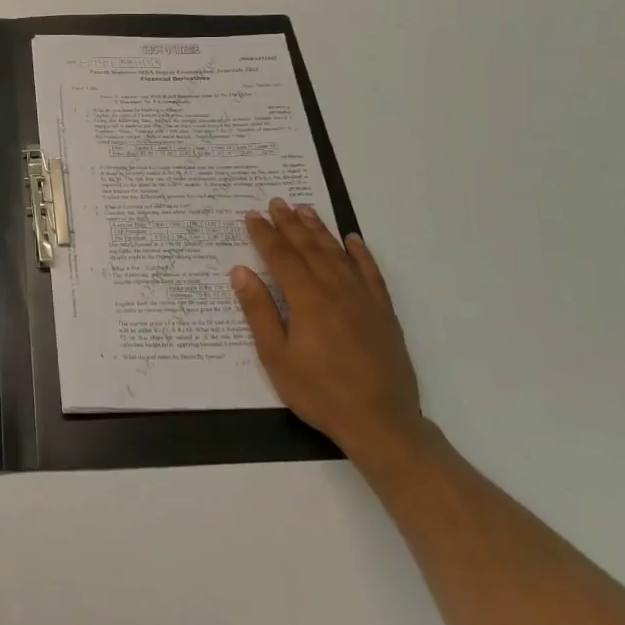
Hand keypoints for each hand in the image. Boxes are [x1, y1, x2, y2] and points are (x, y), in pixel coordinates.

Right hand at [230, 199, 425, 462]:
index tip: (252, 215)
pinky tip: (353, 240)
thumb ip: (259, 311)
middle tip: (276, 201)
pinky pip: (371, 273)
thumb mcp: (276, 357)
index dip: (265, 234)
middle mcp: (335, 290)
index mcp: (307, 299)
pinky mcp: (383, 312)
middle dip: (290, 224)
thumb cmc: (319, 392)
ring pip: (338, 254)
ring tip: (306, 210)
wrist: (380, 422)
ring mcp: (363, 299)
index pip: (281, 257)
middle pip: (309, 248)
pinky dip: (361, 253)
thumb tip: (240, 272)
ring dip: (320, 230)